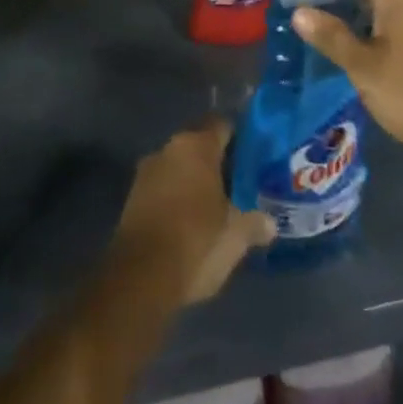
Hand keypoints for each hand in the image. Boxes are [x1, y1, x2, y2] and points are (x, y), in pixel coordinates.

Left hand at [112, 118, 275, 305]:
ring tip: (216, 207)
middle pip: (200, 145)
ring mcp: (147, 171)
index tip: (255, 158)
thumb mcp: (236, 237)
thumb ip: (255, 223)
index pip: (223, 125)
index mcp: (197, 145)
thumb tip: (270, 223)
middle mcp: (169, 148)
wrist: (139, 278)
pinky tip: (190, 222)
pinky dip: (177, 197)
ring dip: (195, 181)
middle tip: (239, 185)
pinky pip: (163, 186)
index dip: (240, 139)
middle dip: (218, 163)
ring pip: (180, 166)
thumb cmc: (195, 243)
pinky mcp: (132, 197)